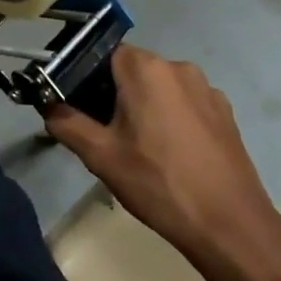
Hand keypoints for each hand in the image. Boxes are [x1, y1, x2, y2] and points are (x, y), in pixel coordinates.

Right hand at [44, 47, 280, 280]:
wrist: (231, 227)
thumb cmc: (159, 184)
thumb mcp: (100, 156)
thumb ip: (66, 123)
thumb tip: (48, 107)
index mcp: (146, 69)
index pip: (101, 53)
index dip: (84, 77)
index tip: (78, 108)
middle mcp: (178, 67)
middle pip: (131, 70)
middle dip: (113, 95)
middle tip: (104, 134)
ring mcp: (207, 90)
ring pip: (159, 88)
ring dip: (143, 107)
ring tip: (138, 149)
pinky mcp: (225, 114)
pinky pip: (185, 104)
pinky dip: (170, 119)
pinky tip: (170, 156)